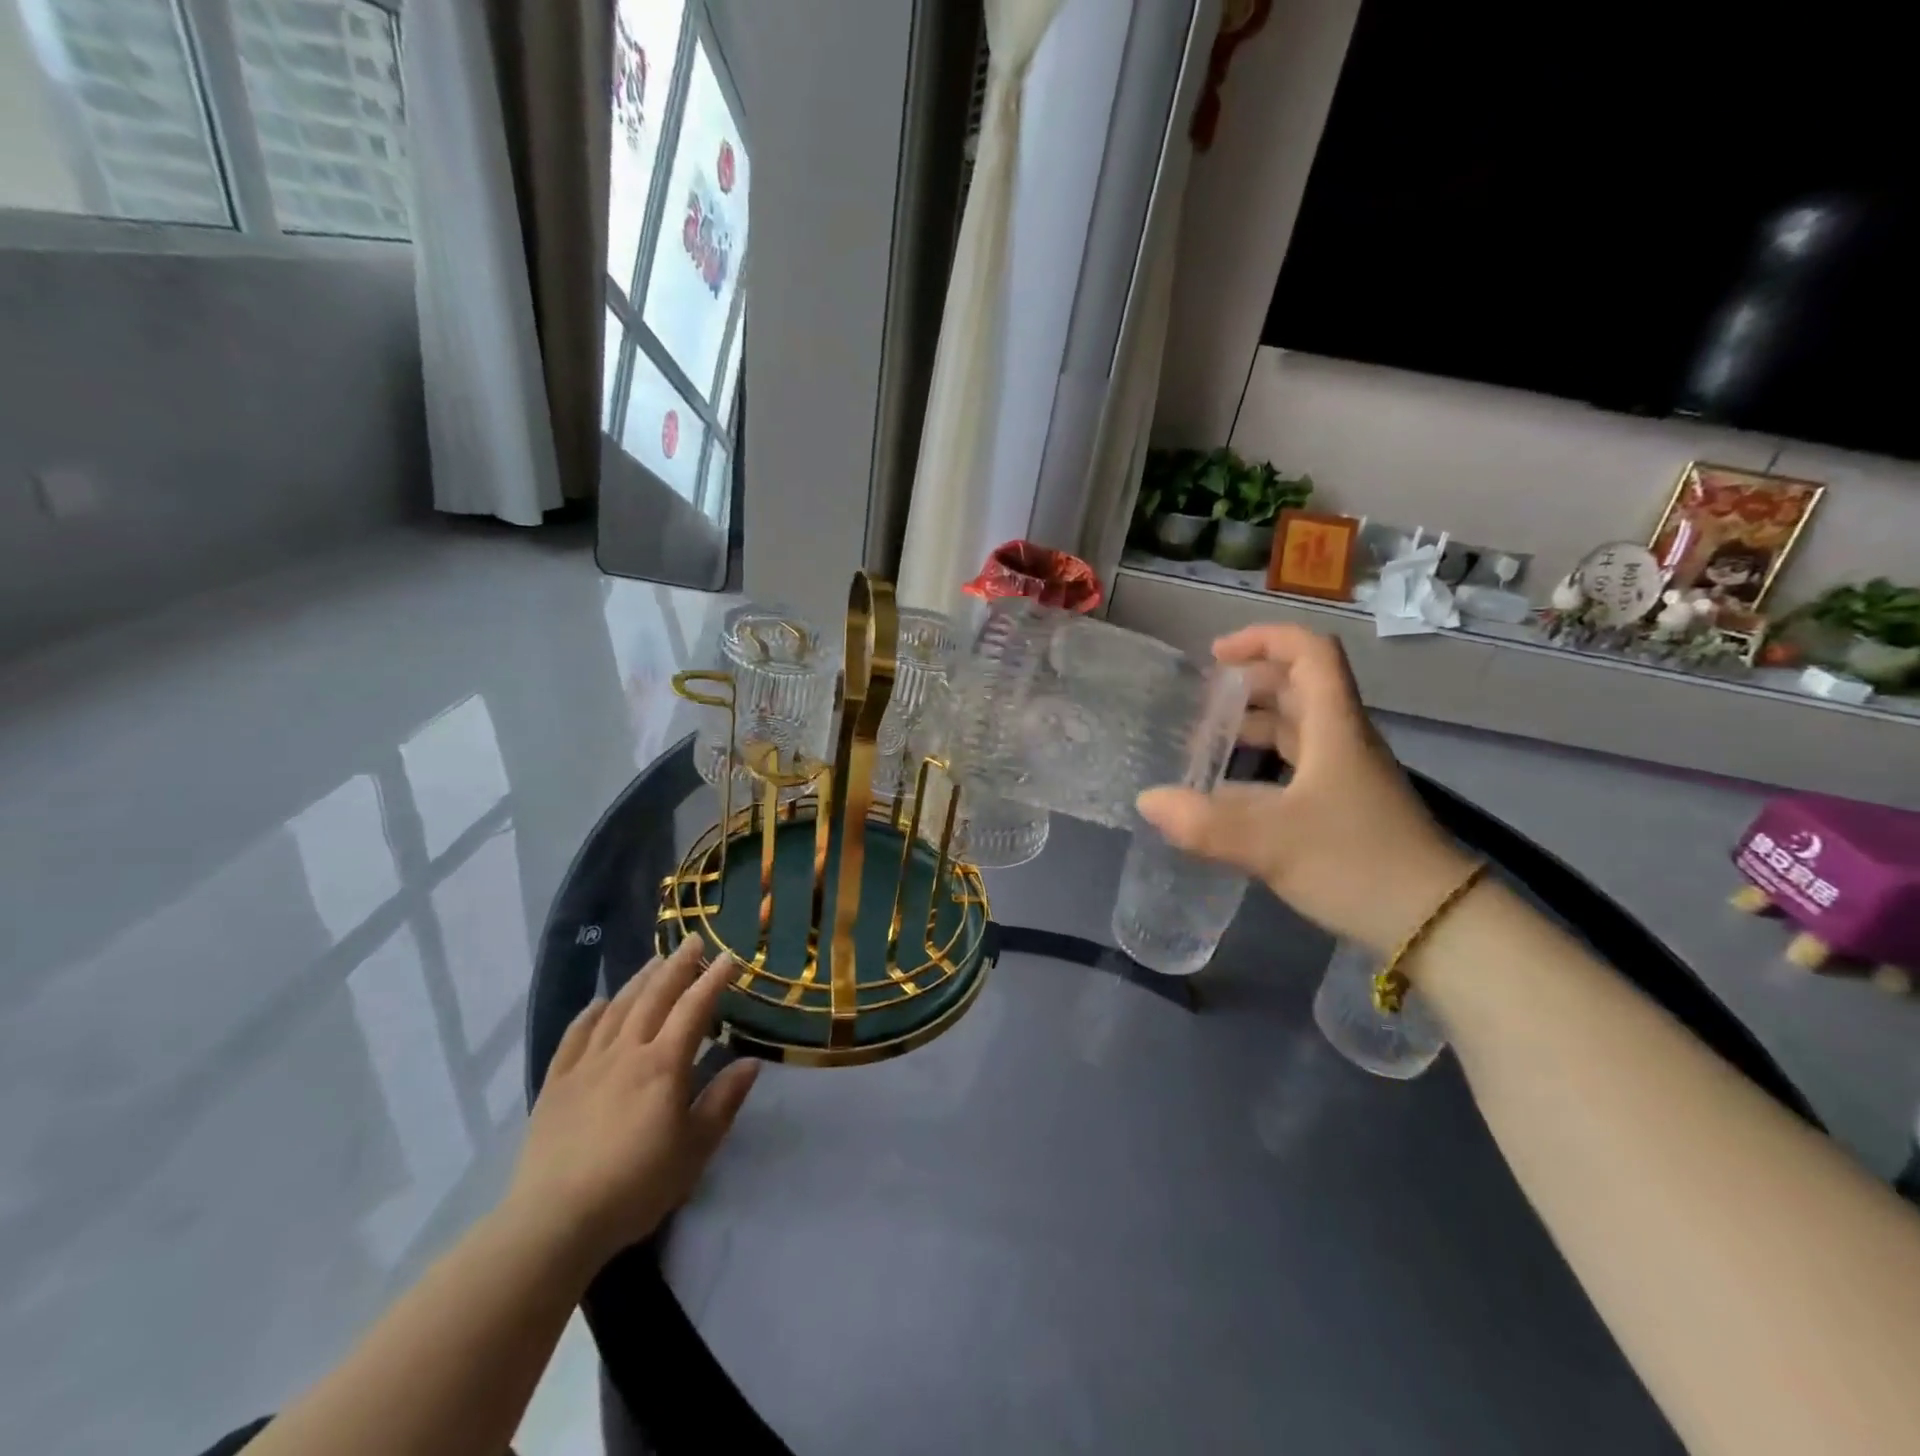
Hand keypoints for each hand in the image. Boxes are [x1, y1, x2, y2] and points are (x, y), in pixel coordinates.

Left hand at [503, 937, 758, 1270]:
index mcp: (663, 1065)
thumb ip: (723, 1101)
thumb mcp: (695, 1149)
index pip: (694, 1009)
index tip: (729, 957)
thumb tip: (751, 1062)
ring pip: (617, 1009)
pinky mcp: (556, 1084)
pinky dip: (589, 1015)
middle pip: (654, 997)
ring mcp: (587, 1065)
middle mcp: (626, 1052)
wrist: (555, 1220)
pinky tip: (597, 1004)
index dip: (713, 980)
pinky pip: (574, 1037)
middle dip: (677, 966)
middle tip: (693, 942)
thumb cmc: (636, 1185)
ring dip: (639, 981)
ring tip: (655, 961)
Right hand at [1138, 623, 1473, 953]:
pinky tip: (1230, 793)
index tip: (1216, 657)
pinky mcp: (1344, 804)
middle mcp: (1342, 739)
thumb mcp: (1273, 843)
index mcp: (1333, 726)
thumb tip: (1146, 801)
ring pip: (1297, 726)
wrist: (1436, 924)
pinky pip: (1297, 764)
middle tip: (1201, 703)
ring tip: (1206, 745)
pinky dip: (1261, 763)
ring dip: (1252, 724)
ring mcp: (1346, 773)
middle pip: (1298, 685)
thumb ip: (1205, 823)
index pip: (1308, 652)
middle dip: (1247, 683)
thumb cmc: (1357, 864)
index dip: (1262, 639)